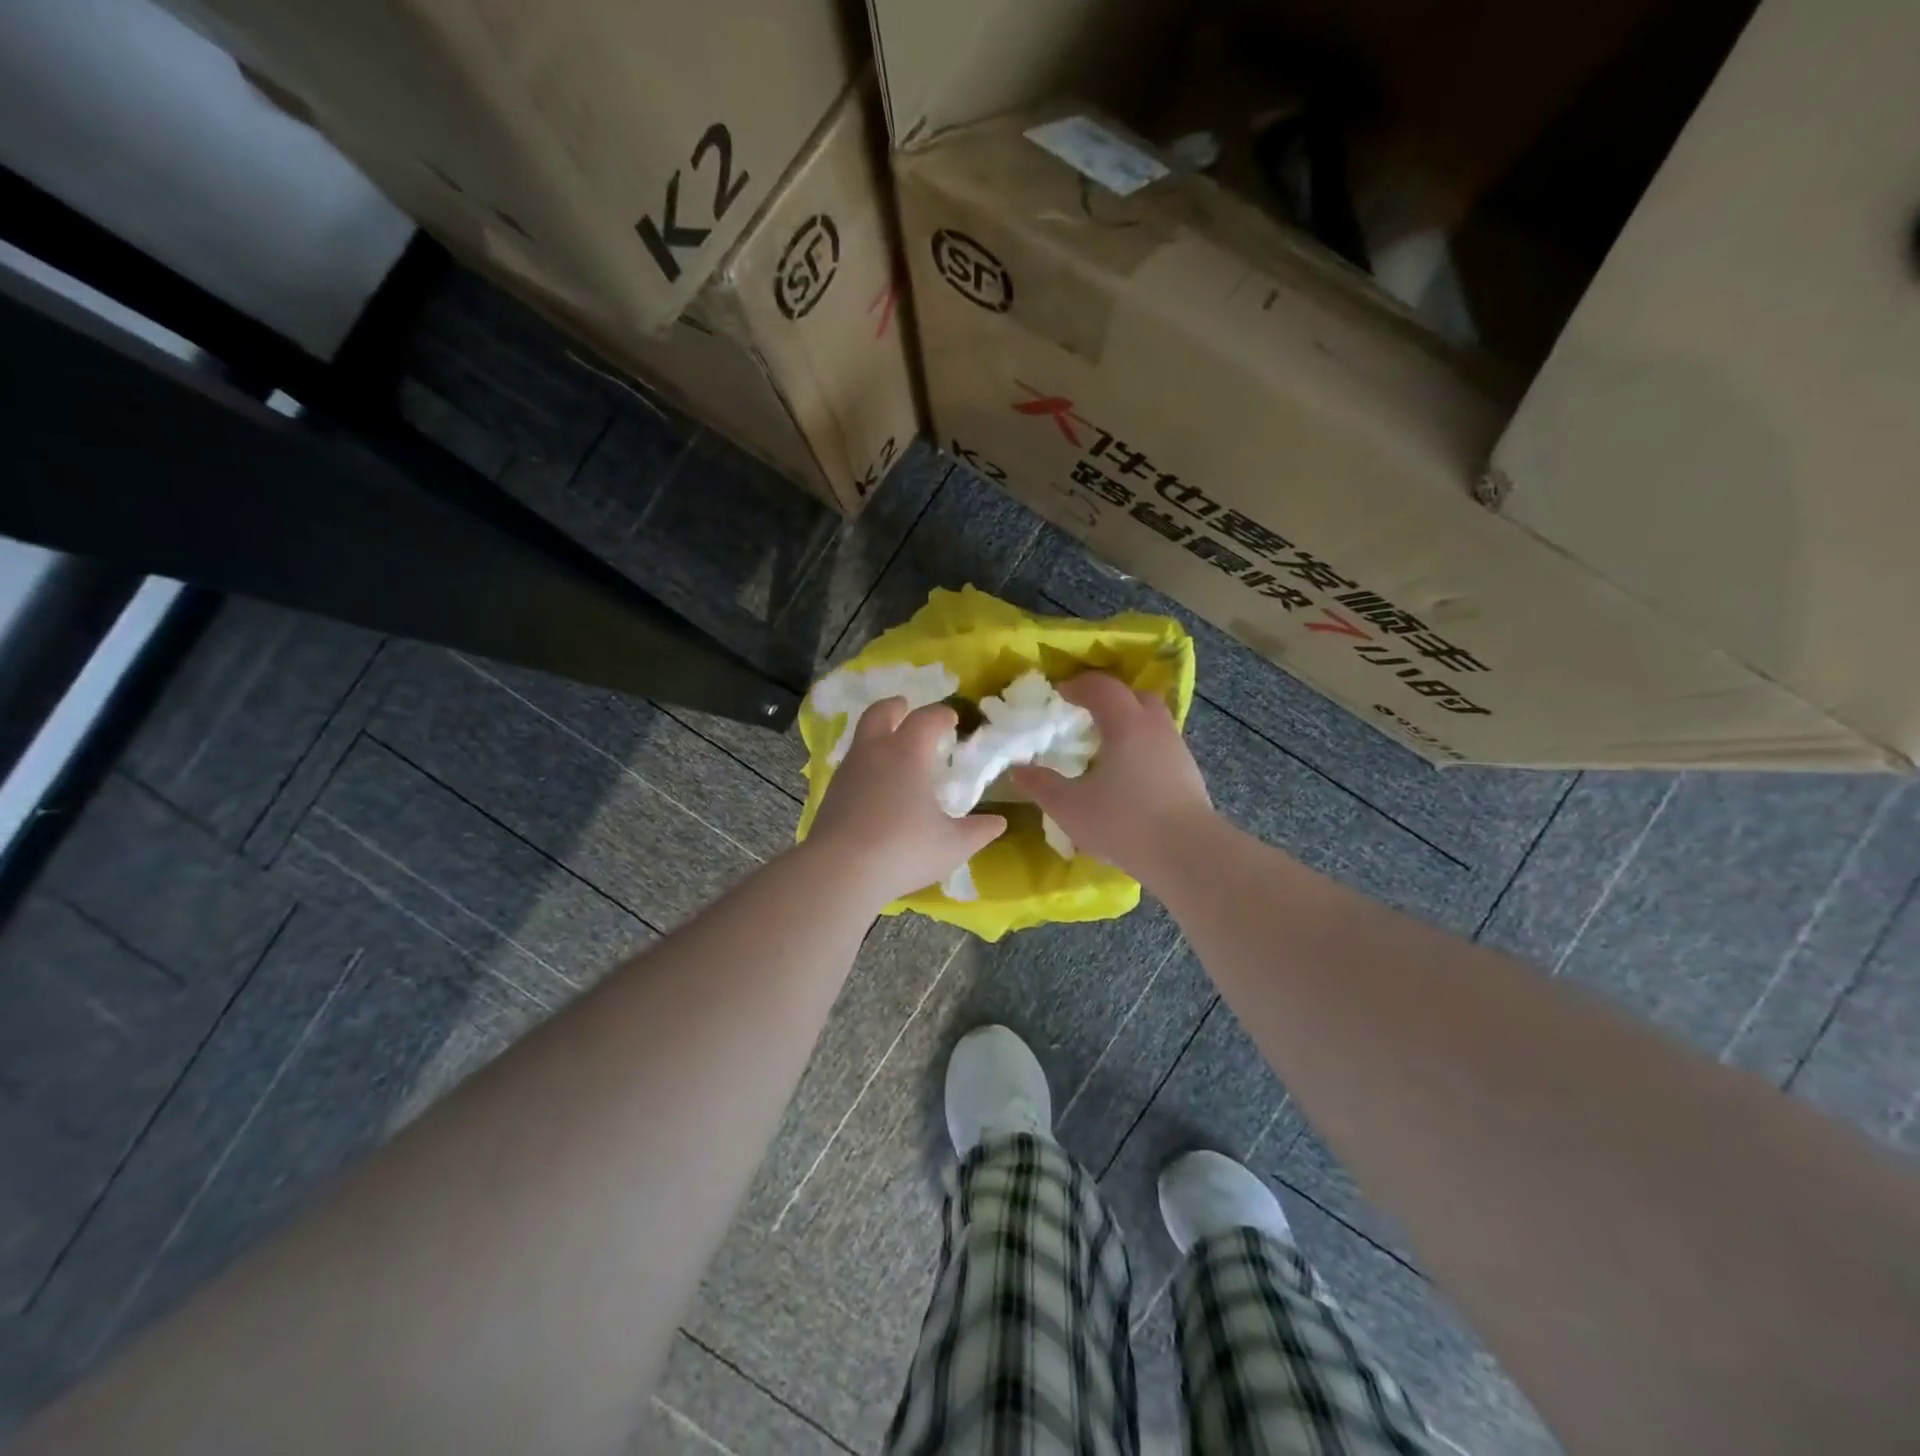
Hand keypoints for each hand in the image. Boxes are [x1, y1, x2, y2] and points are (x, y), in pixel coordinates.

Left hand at [806, 698, 1006, 907]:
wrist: (839, 871)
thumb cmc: (904, 849)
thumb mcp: (952, 845)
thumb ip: (978, 831)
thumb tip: (999, 822)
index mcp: (907, 753)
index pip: (925, 718)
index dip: (941, 714)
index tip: (951, 719)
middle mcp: (874, 752)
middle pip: (880, 712)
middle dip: (896, 707)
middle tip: (907, 710)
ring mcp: (848, 772)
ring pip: (862, 738)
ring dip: (878, 736)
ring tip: (895, 754)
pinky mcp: (831, 794)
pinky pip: (852, 766)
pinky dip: (867, 765)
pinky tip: (876, 788)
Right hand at [1011, 672, 1214, 882]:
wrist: (1187, 854)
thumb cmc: (1124, 822)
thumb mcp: (1069, 807)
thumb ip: (1041, 785)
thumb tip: (1018, 769)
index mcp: (1125, 724)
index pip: (1102, 687)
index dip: (1078, 685)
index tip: (1059, 694)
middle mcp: (1155, 727)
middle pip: (1135, 696)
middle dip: (1109, 699)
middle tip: (1086, 715)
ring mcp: (1177, 749)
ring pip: (1152, 721)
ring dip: (1129, 724)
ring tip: (1106, 747)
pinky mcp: (1189, 773)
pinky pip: (1161, 746)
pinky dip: (1142, 748)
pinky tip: (1129, 776)